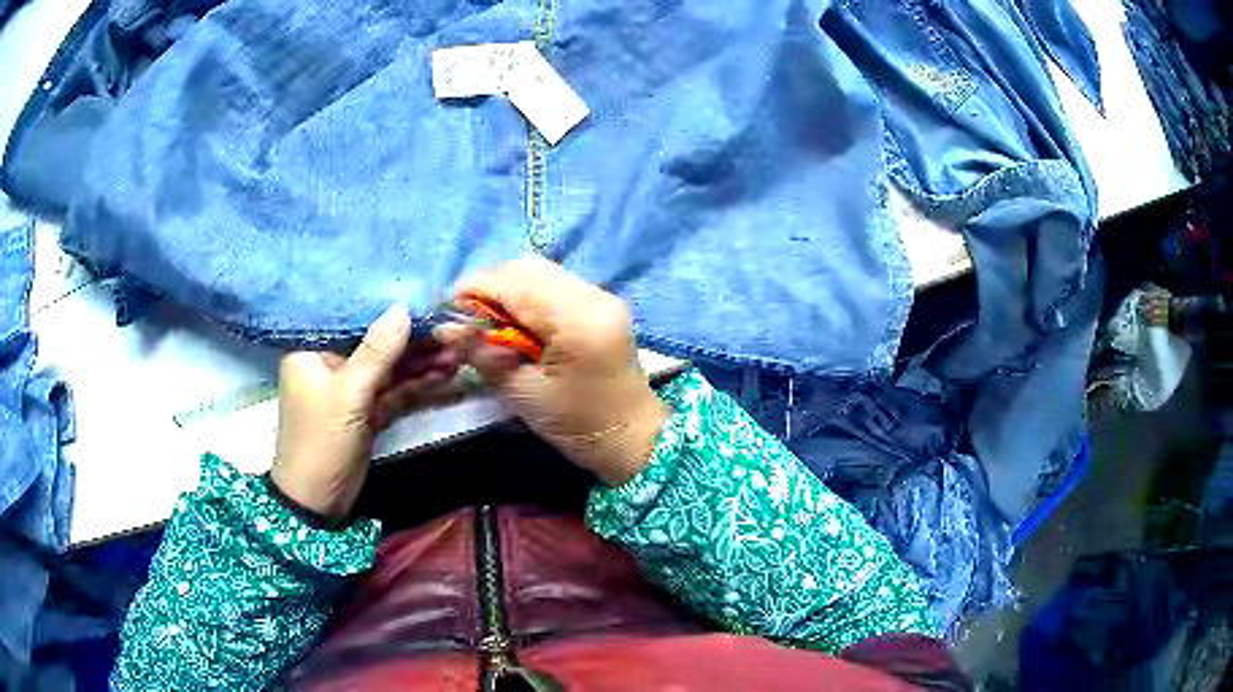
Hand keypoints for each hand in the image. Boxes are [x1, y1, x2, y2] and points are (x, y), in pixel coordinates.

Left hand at [271, 305, 460, 520]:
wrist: (317, 503)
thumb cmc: (321, 442)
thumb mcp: (348, 396)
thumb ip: (377, 352)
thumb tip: (404, 307)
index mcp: (312, 351)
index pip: (354, 321)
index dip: (390, 312)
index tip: (428, 304)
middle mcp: (330, 364)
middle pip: (377, 345)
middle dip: (415, 342)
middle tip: (453, 332)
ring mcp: (350, 390)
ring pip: (389, 369)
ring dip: (422, 363)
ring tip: (458, 352)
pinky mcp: (366, 412)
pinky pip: (393, 391)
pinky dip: (417, 385)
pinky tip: (445, 374)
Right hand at [437, 258, 668, 485]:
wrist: (632, 437)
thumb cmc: (577, 425)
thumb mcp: (523, 394)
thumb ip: (484, 354)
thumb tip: (446, 328)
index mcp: (577, 319)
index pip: (515, 284)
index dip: (475, 289)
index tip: (447, 308)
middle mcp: (592, 296)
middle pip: (529, 268)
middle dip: (490, 285)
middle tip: (467, 316)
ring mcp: (600, 297)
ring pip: (542, 272)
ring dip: (508, 288)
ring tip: (488, 319)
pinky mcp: (601, 304)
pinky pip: (555, 285)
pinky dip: (528, 295)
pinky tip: (516, 321)